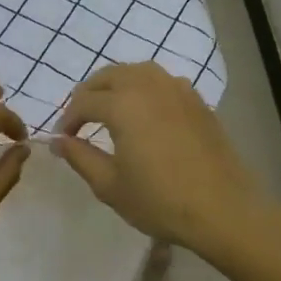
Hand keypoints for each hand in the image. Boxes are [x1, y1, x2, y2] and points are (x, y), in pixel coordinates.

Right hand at [53, 61, 266, 250]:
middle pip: (109, 76)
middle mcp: (148, 85)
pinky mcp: (197, 100)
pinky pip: (162, 81)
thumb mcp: (110, 185)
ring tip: (110, 109)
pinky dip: (144, 87)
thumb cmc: (160, 200)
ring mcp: (177, 89)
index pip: (84, 101)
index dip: (69, 119)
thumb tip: (58, 141)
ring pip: (137, 71)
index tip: (63, 139)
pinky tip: (145, 111)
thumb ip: (80, 157)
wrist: (223, 208)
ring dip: (117, 84)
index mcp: (123, 104)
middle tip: (81, 119)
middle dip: (89, 94)